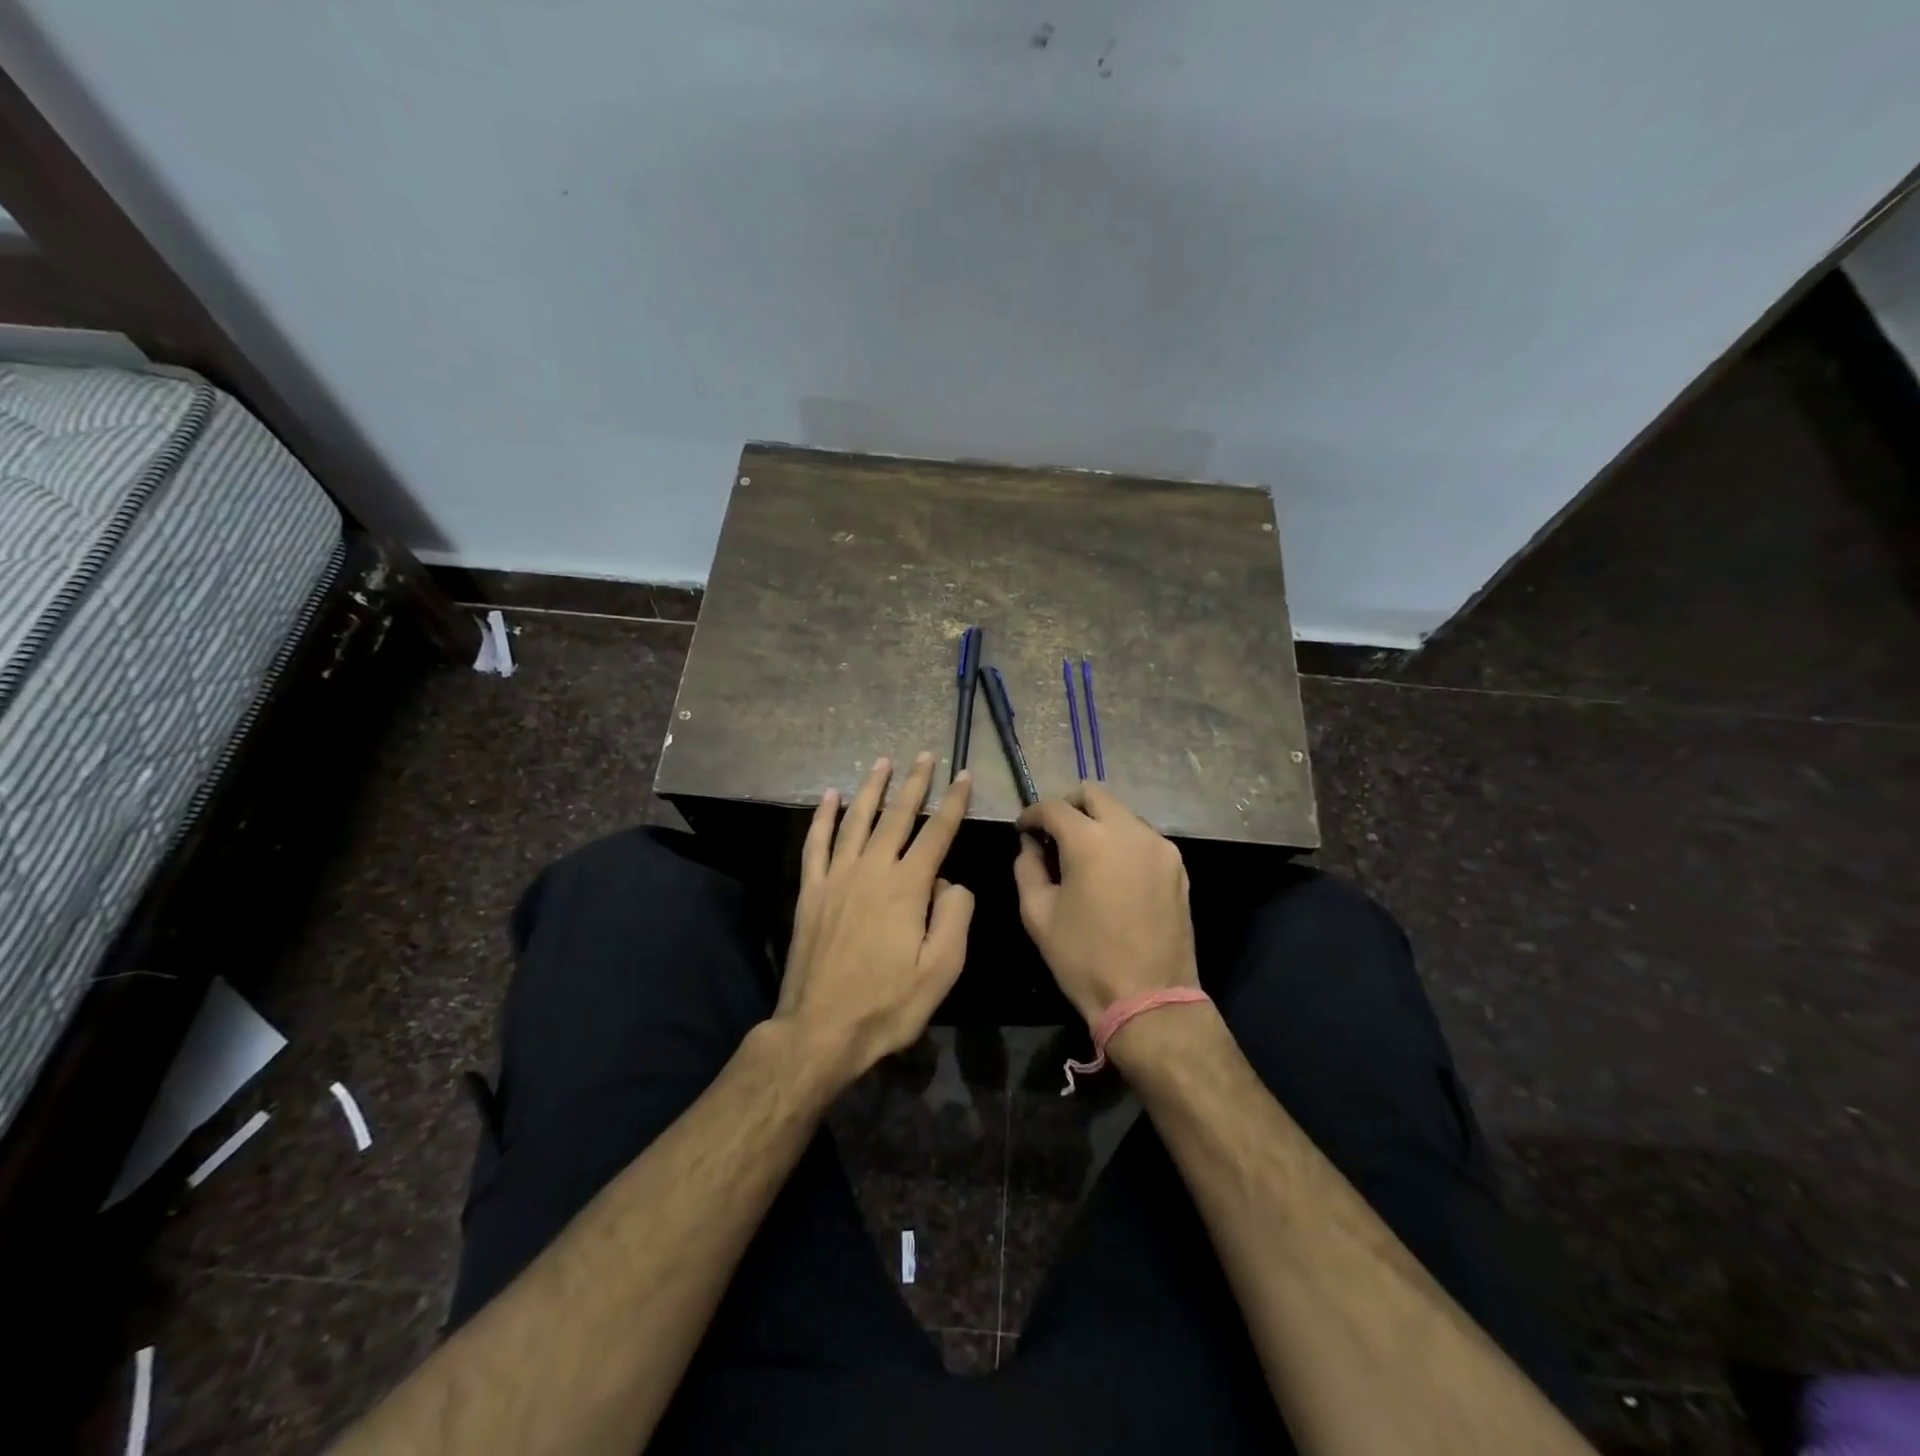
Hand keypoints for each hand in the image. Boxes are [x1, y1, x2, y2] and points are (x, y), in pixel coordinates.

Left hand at [776, 753, 973, 1084]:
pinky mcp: (811, 891)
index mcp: (907, 887)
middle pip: (896, 816)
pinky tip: (829, 797)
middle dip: (914, 783)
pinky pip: (816, 844)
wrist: (820, 1029)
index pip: (937, 832)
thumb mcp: (940, 970)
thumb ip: (954, 917)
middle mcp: (871, 870)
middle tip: (925, 755)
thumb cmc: (887, 1004)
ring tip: (882, 762)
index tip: (964, 775)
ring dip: (871, 789)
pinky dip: (823, 817)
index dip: (954, 801)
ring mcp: (836, 878)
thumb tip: (950, 882)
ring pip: (856, 820)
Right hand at [1012, 784, 1198, 1024]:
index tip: (1023, 830)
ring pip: (1122, 813)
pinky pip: (1143, 837)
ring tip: (1084, 855)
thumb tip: (1030, 845)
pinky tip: (1112, 872)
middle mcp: (1128, 830)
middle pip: (1094, 794)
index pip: (1053, 808)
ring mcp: (1158, 846)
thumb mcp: (1037, 915)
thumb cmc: (1084, 959)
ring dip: (1098, 823)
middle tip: (1054, 834)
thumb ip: (1027, 868)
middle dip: (1068, 806)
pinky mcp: (1177, 865)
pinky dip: (1122, 841)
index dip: (1031, 814)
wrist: (1149, 999)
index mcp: (1090, 840)